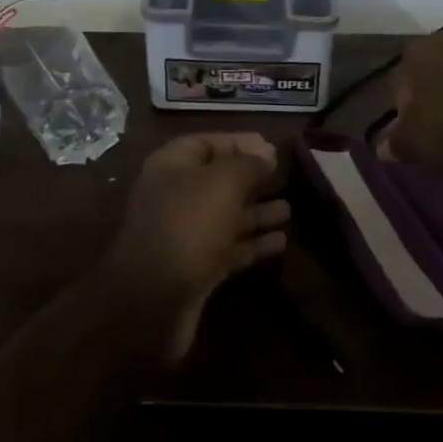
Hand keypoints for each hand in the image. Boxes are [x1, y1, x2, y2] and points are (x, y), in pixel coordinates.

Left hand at [103, 133, 289, 361]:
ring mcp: (184, 234)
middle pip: (217, 180)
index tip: (272, 148)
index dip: (239, 143)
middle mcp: (175, 195)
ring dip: (256, 212)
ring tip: (288, 210)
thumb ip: (248, 165)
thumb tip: (266, 154)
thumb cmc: (188, 224)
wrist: (154, 299)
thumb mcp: (223, 183)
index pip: (208, 143)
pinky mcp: (195, 268)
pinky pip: (228, 247)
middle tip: (284, 177)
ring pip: (225, 215)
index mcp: (171, 165)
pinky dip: (253, 243)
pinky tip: (281, 241)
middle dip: (250, 179)